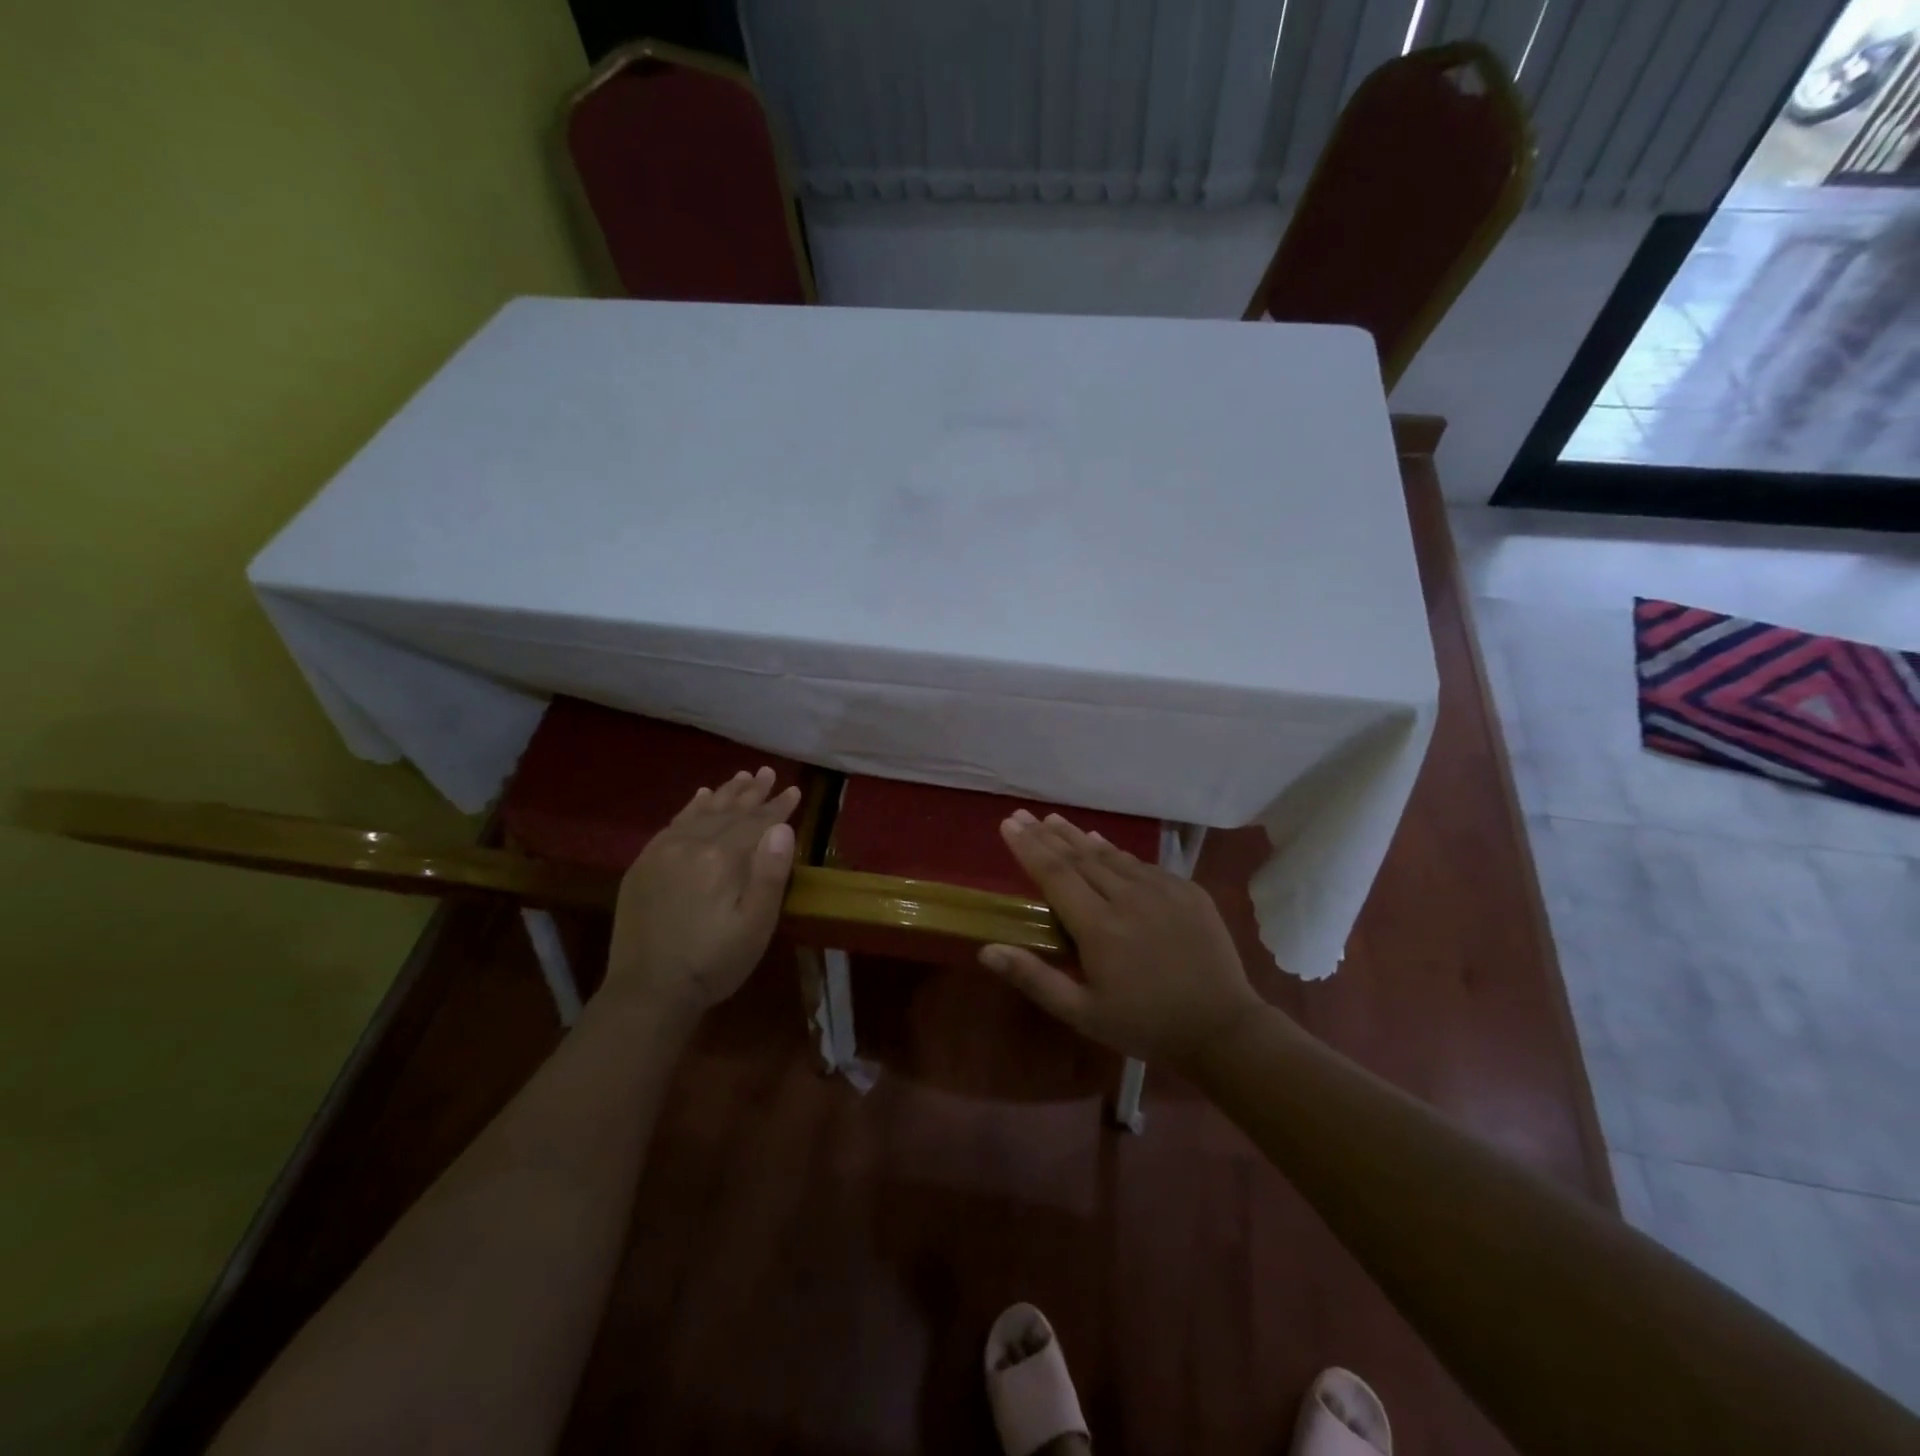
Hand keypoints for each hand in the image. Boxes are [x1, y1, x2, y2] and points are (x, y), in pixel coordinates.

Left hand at [606, 767, 800, 1022]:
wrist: (648, 991)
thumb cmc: (713, 962)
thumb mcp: (755, 926)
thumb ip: (770, 875)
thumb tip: (782, 828)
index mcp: (721, 858)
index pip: (756, 822)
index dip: (777, 807)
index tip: (794, 789)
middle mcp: (691, 844)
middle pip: (728, 811)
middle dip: (752, 792)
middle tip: (768, 772)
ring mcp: (662, 851)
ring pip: (700, 812)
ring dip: (724, 794)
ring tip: (741, 776)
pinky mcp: (644, 864)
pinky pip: (673, 823)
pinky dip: (691, 807)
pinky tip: (700, 797)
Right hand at [979, 810, 1263, 1066]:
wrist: (1222, 1029)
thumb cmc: (1144, 1025)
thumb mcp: (1083, 1013)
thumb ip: (1035, 978)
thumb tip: (987, 950)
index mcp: (1099, 926)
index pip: (1054, 874)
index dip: (1028, 847)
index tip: (1008, 824)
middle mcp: (1128, 897)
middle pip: (1079, 857)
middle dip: (1047, 834)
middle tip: (1023, 814)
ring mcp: (1162, 889)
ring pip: (1111, 856)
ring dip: (1079, 837)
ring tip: (1055, 820)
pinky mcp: (1187, 890)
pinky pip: (1142, 865)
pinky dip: (1116, 852)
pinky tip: (1104, 846)